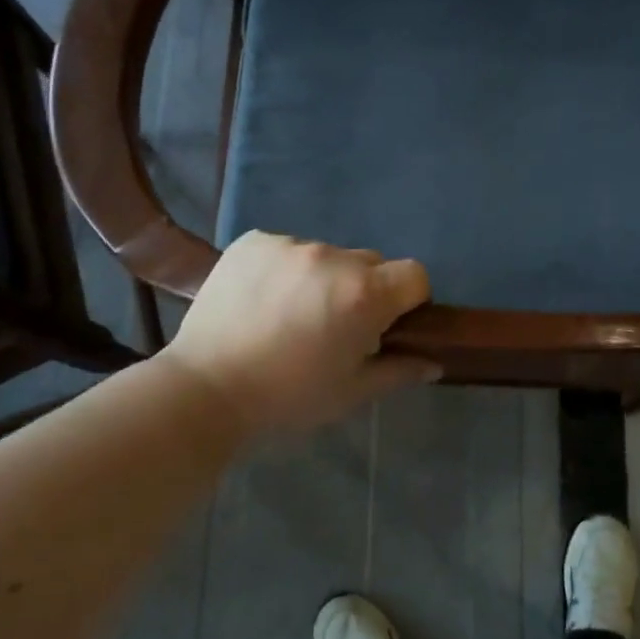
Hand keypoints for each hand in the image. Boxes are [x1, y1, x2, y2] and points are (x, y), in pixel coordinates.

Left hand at [163, 231, 438, 434]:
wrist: (205, 388)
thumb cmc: (288, 397)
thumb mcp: (352, 392)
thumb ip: (399, 371)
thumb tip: (434, 362)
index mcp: (364, 293)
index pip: (414, 275)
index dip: (408, 300)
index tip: (386, 325)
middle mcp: (332, 257)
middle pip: (370, 263)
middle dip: (363, 290)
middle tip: (334, 326)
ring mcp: (290, 244)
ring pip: (326, 256)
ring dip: (322, 279)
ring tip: (290, 316)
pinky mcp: (253, 241)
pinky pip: (286, 249)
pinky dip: (284, 270)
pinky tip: (262, 301)